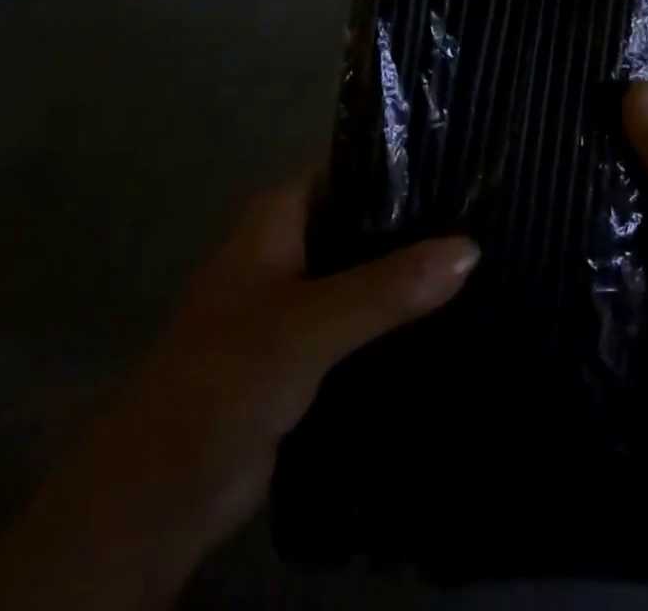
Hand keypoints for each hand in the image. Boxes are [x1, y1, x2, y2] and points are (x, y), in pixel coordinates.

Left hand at [0, 174, 477, 610]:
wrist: (159, 493)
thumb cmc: (223, 377)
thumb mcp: (309, 323)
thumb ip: (388, 286)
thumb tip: (472, 247)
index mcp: (279, 215)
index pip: (352, 163)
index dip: (404, 156)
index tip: (465, 155)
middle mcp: (291, 244)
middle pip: (365, 215)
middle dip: (419, 216)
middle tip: (488, 207)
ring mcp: (300, 297)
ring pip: (368, 267)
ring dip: (413, 267)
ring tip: (486, 249)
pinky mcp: (310, 347)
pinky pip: (365, 315)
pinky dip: (400, 312)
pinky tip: (453, 307)